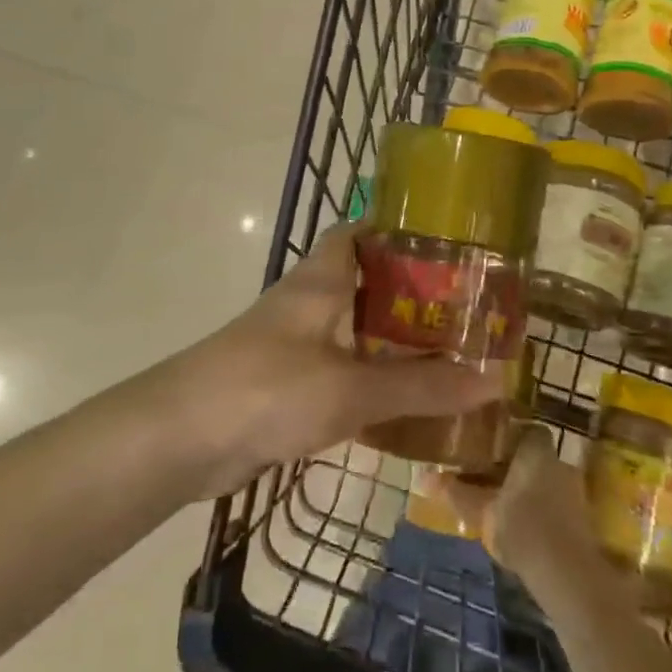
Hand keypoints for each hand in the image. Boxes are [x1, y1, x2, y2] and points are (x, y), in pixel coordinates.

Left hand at [167, 224, 504, 500]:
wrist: (178, 439)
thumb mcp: (350, 389)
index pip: (359, 232)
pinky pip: (340, 374)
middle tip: (467, 312)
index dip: (400, 231)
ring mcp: (293, 346)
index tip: (450, 245)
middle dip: (412, 296)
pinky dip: (371, 384)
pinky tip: (405, 407)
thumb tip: (494, 380)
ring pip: (354, 333)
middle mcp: (307, 304)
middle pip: (365, 285)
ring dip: (394, 344)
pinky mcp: (284, 386)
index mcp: (320, 281)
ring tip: (450, 358)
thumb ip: (420, 386)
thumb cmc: (266, 389)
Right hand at [423, 427, 601, 589]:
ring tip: (499, 504)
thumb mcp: (481, 510)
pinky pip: (553, 504)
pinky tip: (520, 526)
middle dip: (514, 466)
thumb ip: (456, 492)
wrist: (568, 574)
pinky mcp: (580, 521)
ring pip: (544, 481)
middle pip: (535, 456)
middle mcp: (559, 464)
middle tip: (487, 477)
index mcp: (537, 451)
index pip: (527, 429)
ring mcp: (574, 492)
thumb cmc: (522, 527)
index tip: (487, 447)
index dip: (509, 436)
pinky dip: (538, 510)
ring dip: (526, 489)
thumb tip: (424, 477)